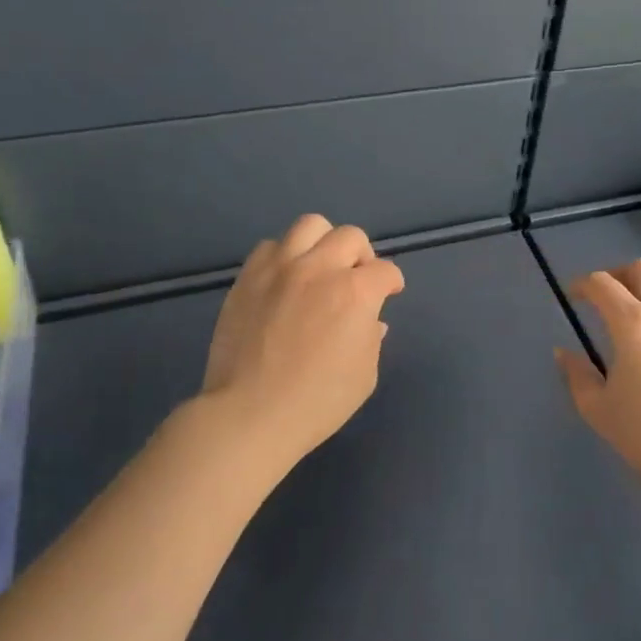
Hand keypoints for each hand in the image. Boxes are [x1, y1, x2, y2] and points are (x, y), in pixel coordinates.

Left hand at [199, 214, 405, 471]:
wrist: (250, 414)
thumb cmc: (317, 402)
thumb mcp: (364, 375)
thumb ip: (371, 339)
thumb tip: (370, 322)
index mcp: (355, 292)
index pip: (385, 271)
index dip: (391, 283)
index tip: (389, 293)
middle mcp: (320, 268)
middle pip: (351, 236)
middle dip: (361, 256)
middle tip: (355, 280)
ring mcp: (280, 268)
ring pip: (310, 226)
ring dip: (323, 243)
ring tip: (319, 267)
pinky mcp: (249, 277)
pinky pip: (270, 246)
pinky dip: (284, 256)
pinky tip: (284, 280)